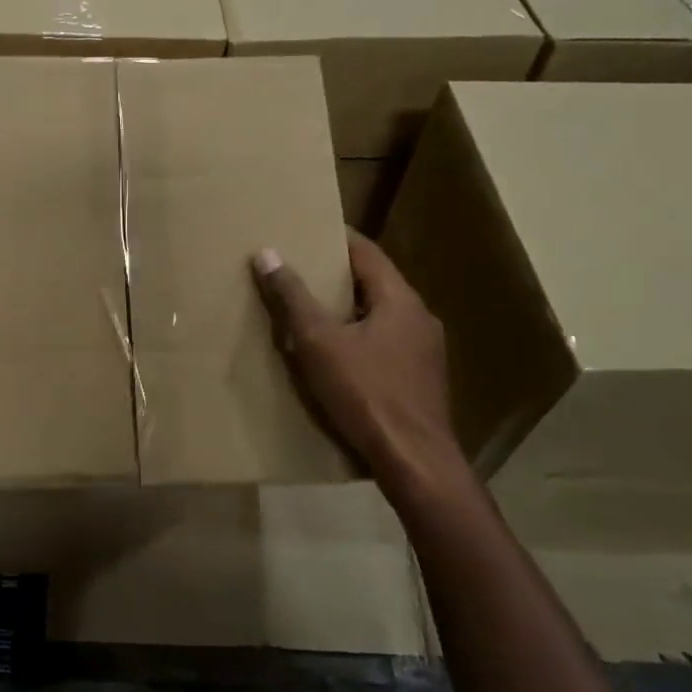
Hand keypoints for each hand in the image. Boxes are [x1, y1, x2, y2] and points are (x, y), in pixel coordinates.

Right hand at [252, 231, 467, 497]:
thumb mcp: (319, 343)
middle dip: (335, 274)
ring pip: (380, 314)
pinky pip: (385, 342)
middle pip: (374, 282)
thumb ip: (294, 298)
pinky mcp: (421, 379)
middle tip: (297, 269)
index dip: (334, 237)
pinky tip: (335, 354)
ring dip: (347, 308)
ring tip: (309, 310)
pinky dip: (358, 335)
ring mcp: (425, 350)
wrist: (415, 462)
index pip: (365, 251)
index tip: (304, 229)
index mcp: (400, 299)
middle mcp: (419, 317)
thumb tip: (266, 253)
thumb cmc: (367, 393)